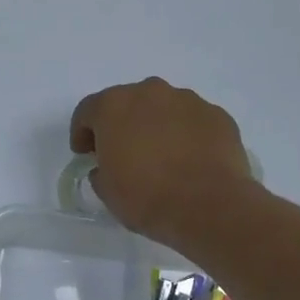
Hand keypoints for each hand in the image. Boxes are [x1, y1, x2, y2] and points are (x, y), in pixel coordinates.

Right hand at [69, 78, 254, 247]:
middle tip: (123, 153)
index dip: (82, 133)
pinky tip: (190, 160)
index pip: (87, 111)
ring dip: (156, 125)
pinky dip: (186, 134)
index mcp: (113, 106)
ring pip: (163, 108)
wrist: (209, 207)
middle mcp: (149, 92)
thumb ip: (101, 170)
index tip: (85, 154)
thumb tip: (108, 167)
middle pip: (127, 102)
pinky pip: (192, 121)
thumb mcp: (107, 191)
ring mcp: (188, 100)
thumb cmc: (147, 197)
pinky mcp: (217, 115)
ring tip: (162, 157)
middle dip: (121, 124)